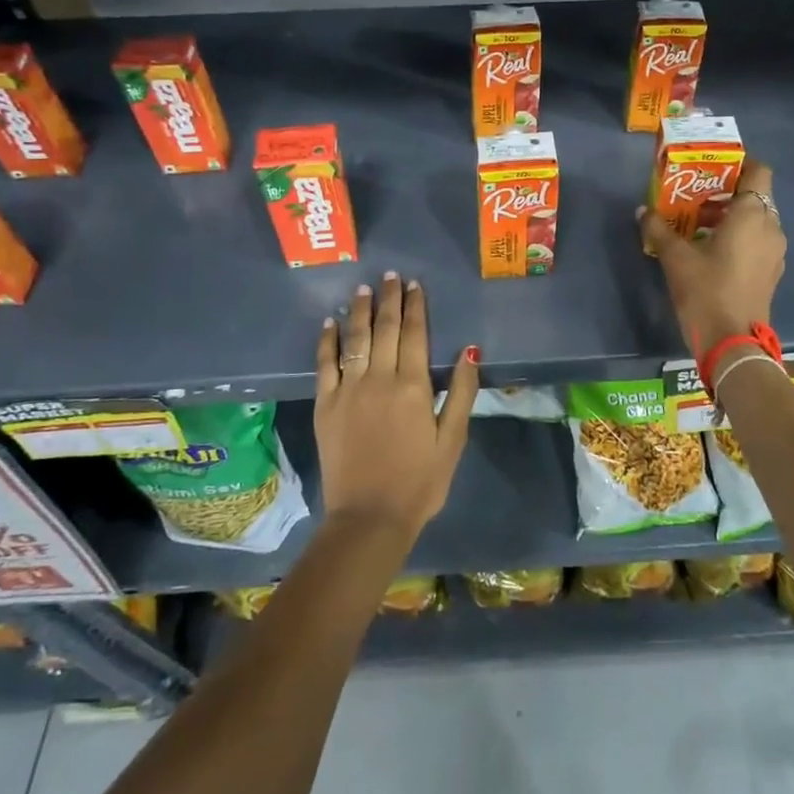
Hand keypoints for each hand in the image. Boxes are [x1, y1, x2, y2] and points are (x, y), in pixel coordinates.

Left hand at [314, 272, 477, 543]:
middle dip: (389, 299)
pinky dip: (328, 341)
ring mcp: (348, 391)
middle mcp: (379, 379)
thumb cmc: (419, 482)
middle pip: (384, 329)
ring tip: (364, 288)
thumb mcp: (452, 440)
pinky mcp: (325, 405)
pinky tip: (331, 323)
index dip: (416, 306)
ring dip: (360, 311)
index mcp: (413, 386)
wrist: (369, 518)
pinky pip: (324, 364)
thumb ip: (461, 392)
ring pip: (355, 339)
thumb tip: (469, 350)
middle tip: (391, 276)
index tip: (415, 285)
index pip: (414, 334)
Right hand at [639, 158, 785, 356]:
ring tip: (698, 223)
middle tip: (696, 195)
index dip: (740, 163)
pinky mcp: (771, 272)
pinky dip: (739, 236)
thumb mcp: (675, 258)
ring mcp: (775, 252)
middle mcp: (771, 227)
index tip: (713, 166)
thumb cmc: (706, 291)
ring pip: (757, 219)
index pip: (759, 171)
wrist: (732, 343)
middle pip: (756, 195)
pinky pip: (758, 240)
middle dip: (728, 191)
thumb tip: (642, 211)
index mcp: (752, 215)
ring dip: (732, 215)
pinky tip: (711, 249)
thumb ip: (658, 229)